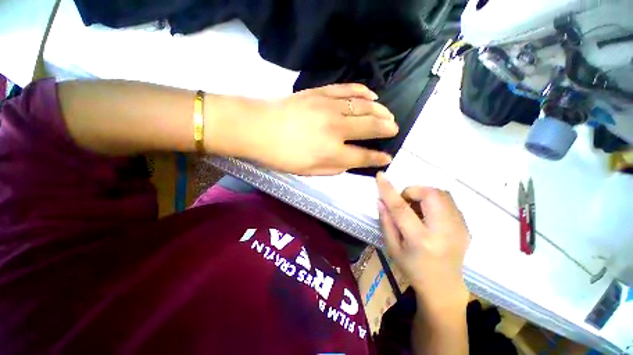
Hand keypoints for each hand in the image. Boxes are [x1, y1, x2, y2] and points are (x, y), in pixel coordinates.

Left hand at [240, 84, 397, 174]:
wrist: (256, 128)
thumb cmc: (280, 156)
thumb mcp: (307, 171)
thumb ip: (333, 168)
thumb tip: (350, 162)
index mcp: (332, 151)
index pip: (363, 156)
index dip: (378, 158)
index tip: (388, 157)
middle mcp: (336, 128)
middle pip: (370, 126)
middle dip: (387, 128)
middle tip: (394, 128)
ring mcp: (329, 107)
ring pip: (364, 106)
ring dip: (380, 110)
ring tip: (388, 114)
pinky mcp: (320, 93)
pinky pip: (348, 89)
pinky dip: (363, 92)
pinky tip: (371, 95)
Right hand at [376, 172, 469, 310]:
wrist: (444, 286)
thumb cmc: (413, 269)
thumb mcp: (392, 248)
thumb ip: (386, 222)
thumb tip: (381, 200)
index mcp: (421, 240)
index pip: (401, 208)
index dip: (389, 190)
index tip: (380, 176)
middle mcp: (444, 231)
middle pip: (430, 194)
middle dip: (413, 191)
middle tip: (405, 202)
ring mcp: (459, 228)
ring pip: (442, 194)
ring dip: (424, 195)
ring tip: (416, 209)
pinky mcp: (466, 226)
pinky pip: (448, 201)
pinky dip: (434, 201)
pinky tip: (428, 215)